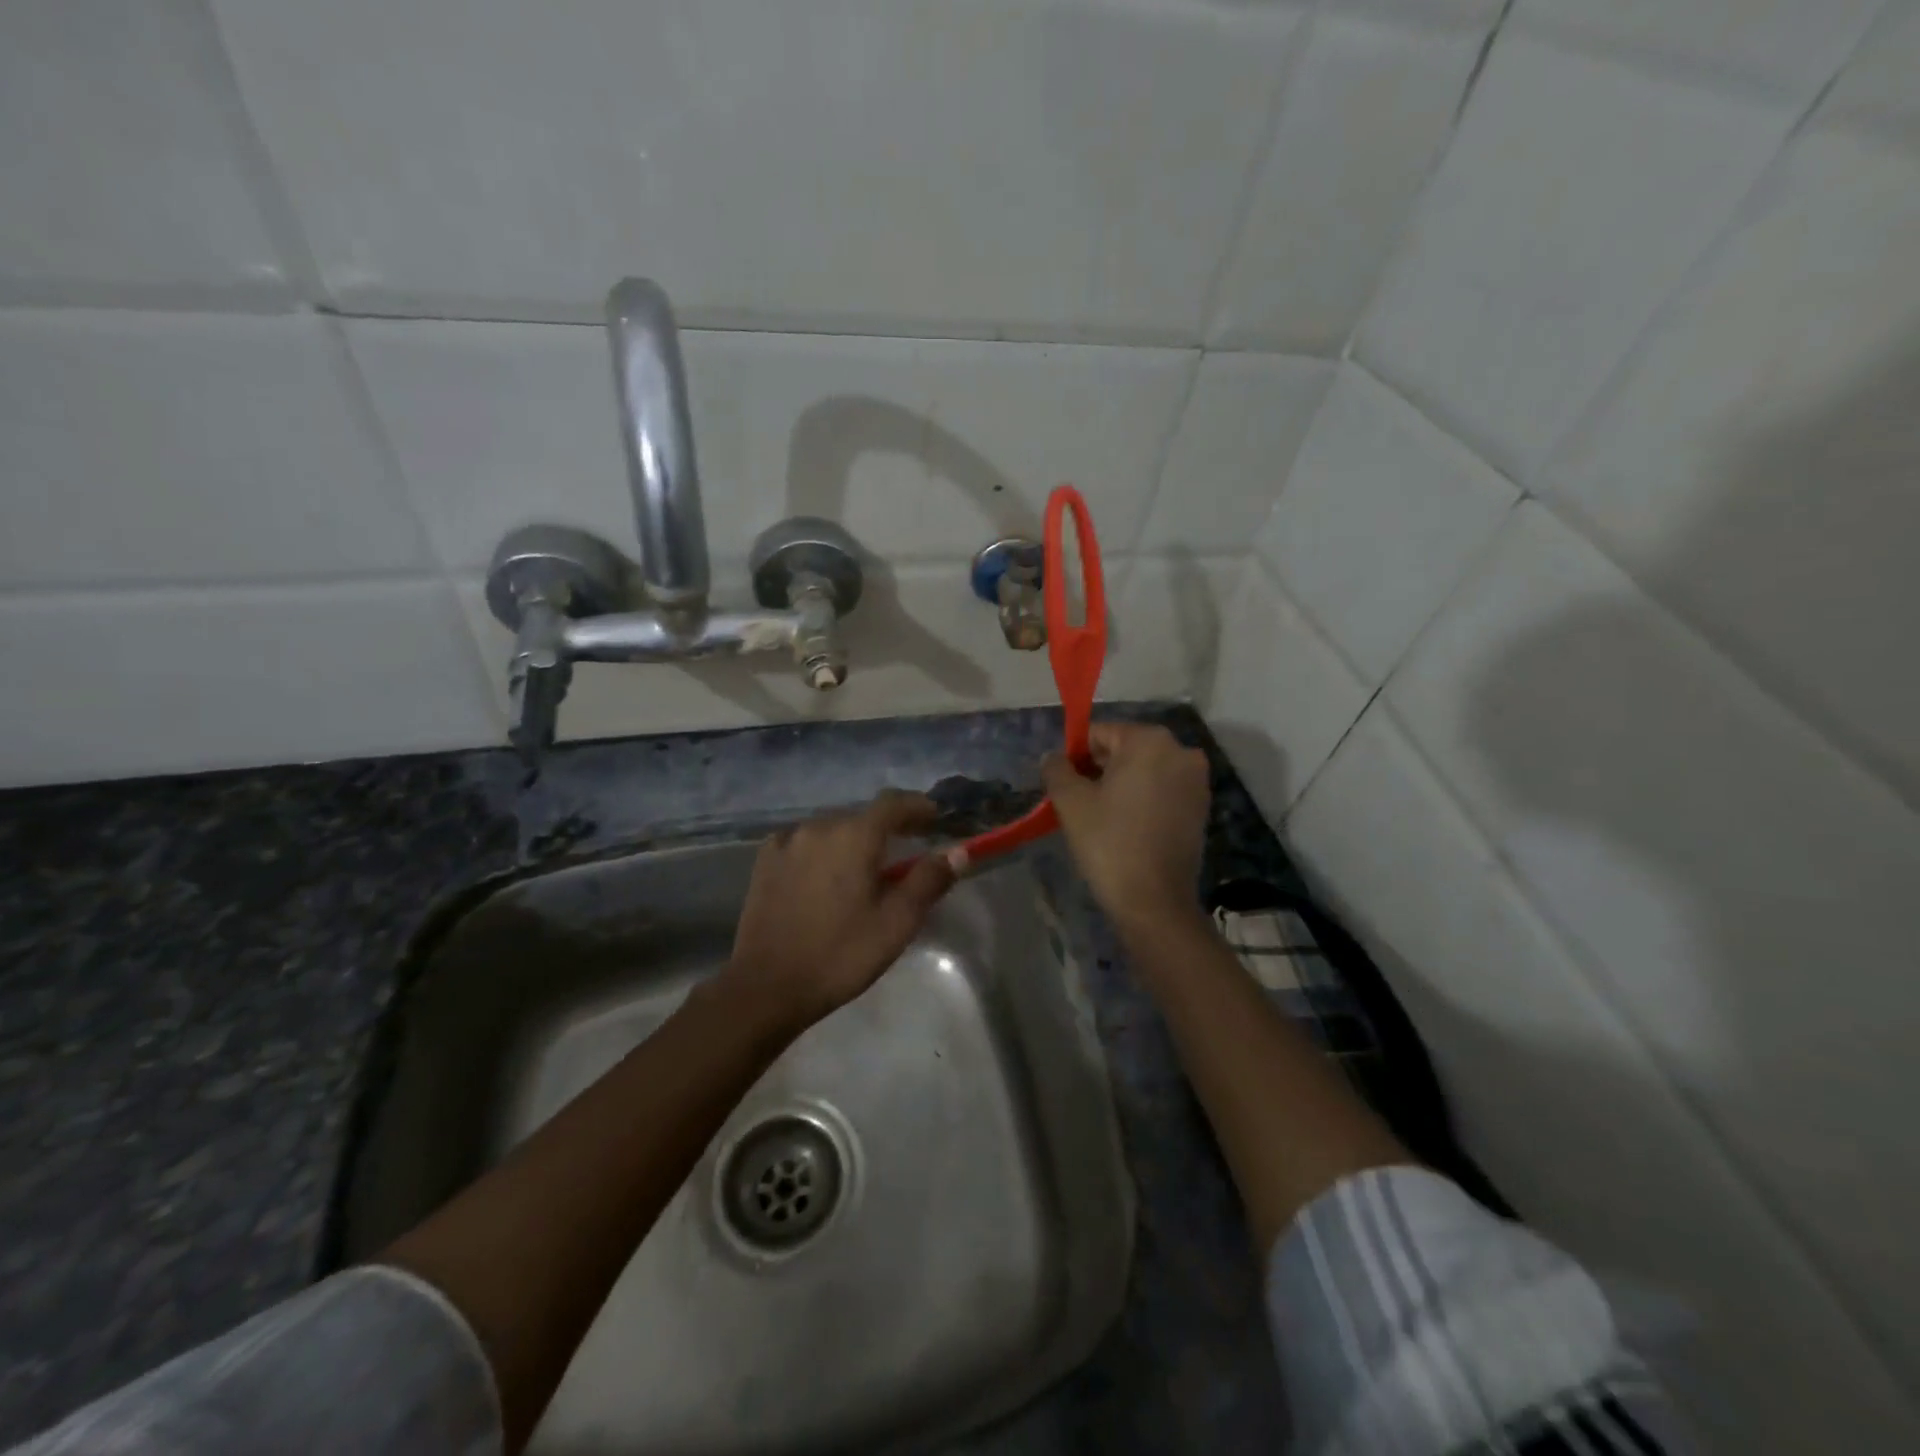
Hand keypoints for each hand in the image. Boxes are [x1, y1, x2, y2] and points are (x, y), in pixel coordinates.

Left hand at [717, 790, 956, 1035]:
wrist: (766, 987)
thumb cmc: (840, 955)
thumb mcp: (896, 923)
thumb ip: (928, 881)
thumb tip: (958, 852)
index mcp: (854, 836)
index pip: (893, 803)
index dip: (918, 806)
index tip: (935, 818)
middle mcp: (819, 827)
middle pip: (862, 815)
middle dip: (888, 827)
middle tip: (906, 849)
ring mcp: (787, 842)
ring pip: (832, 829)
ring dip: (853, 839)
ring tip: (865, 867)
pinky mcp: (765, 861)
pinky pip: (804, 842)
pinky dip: (823, 850)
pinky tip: (825, 875)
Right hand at [1043, 723, 1209, 929]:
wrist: (1154, 901)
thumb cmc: (1109, 843)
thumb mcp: (1070, 802)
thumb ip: (1057, 769)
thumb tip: (1053, 757)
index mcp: (1149, 740)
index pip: (1100, 733)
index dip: (1076, 756)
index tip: (1064, 786)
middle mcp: (1180, 751)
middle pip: (1125, 749)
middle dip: (1099, 769)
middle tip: (1080, 803)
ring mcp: (1196, 780)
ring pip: (1145, 771)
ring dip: (1120, 785)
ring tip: (1101, 818)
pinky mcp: (1201, 808)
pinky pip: (1162, 791)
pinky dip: (1142, 800)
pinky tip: (1125, 827)